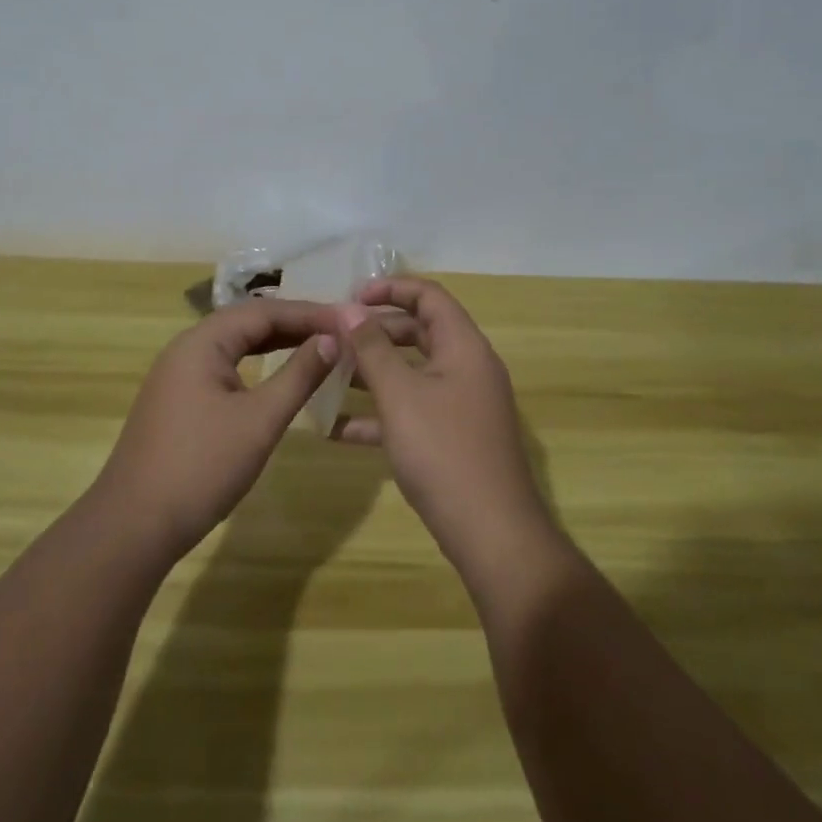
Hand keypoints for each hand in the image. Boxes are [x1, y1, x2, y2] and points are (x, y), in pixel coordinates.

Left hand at [91, 298, 343, 563]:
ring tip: (318, 346)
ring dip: (276, 342)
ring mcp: (178, 374)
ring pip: (236, 345)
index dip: (309, 313)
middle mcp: (187, 348)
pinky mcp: (178, 399)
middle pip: (248, 322)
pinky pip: (225, 366)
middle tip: (338, 331)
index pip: (264, 311)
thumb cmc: (202, 467)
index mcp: (202, 342)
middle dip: (294, 324)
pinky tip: (277, 375)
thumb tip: (332, 340)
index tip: (348, 321)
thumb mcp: (260, 420)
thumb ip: (299, 375)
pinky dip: (256, 364)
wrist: (134, 526)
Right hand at [334, 277, 554, 574]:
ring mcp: (462, 405)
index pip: (429, 296)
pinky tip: (338, 429)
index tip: (351, 297)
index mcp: (463, 346)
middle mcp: (467, 367)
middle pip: (419, 332)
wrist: (492, 533)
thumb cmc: (443, 450)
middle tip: (335, 338)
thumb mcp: (399, 394)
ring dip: (373, 372)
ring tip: (329, 375)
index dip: (391, 288)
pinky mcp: (454, 437)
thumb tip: (348, 309)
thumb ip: (371, 348)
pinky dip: (380, 414)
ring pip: (412, 373)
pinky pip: (413, 411)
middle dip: (375, 332)